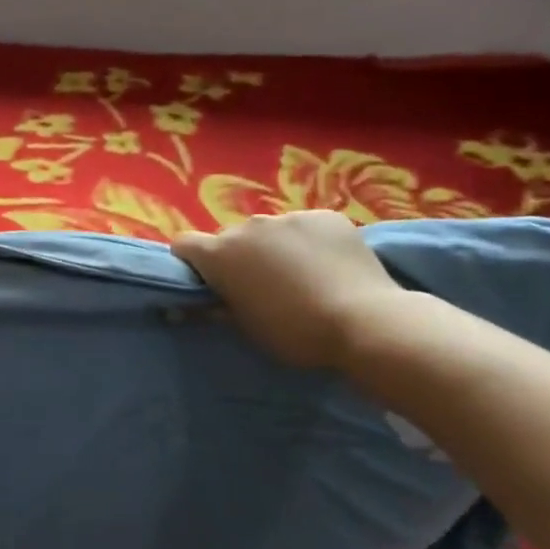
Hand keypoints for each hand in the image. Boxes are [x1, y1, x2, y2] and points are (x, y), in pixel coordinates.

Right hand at [172, 211, 406, 369]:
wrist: (365, 321)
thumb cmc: (294, 332)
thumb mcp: (246, 328)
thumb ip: (217, 307)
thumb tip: (193, 304)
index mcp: (220, 254)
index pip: (183, 244)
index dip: (191, 262)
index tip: (207, 282)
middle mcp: (247, 227)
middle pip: (230, 238)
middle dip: (238, 257)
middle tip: (261, 286)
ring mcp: (289, 217)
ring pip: (270, 232)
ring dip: (274, 248)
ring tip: (302, 276)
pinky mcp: (326, 216)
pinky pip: (306, 227)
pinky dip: (310, 242)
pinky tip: (330, 265)